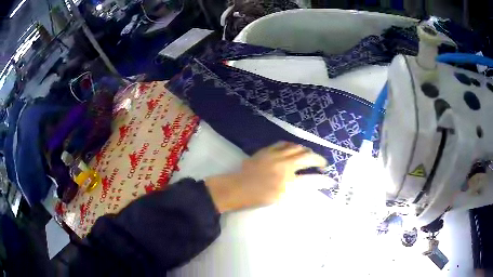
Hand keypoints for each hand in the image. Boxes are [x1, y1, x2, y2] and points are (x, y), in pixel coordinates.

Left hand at [205, 142, 326, 212]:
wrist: (238, 188)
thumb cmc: (259, 197)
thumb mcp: (280, 198)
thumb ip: (296, 190)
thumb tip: (308, 183)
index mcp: (288, 182)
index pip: (313, 180)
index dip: (325, 181)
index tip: (332, 181)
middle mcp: (285, 166)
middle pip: (308, 157)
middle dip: (320, 160)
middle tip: (323, 165)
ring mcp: (276, 155)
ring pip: (298, 148)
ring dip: (307, 151)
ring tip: (310, 156)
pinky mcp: (268, 150)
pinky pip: (284, 143)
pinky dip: (293, 146)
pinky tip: (295, 149)